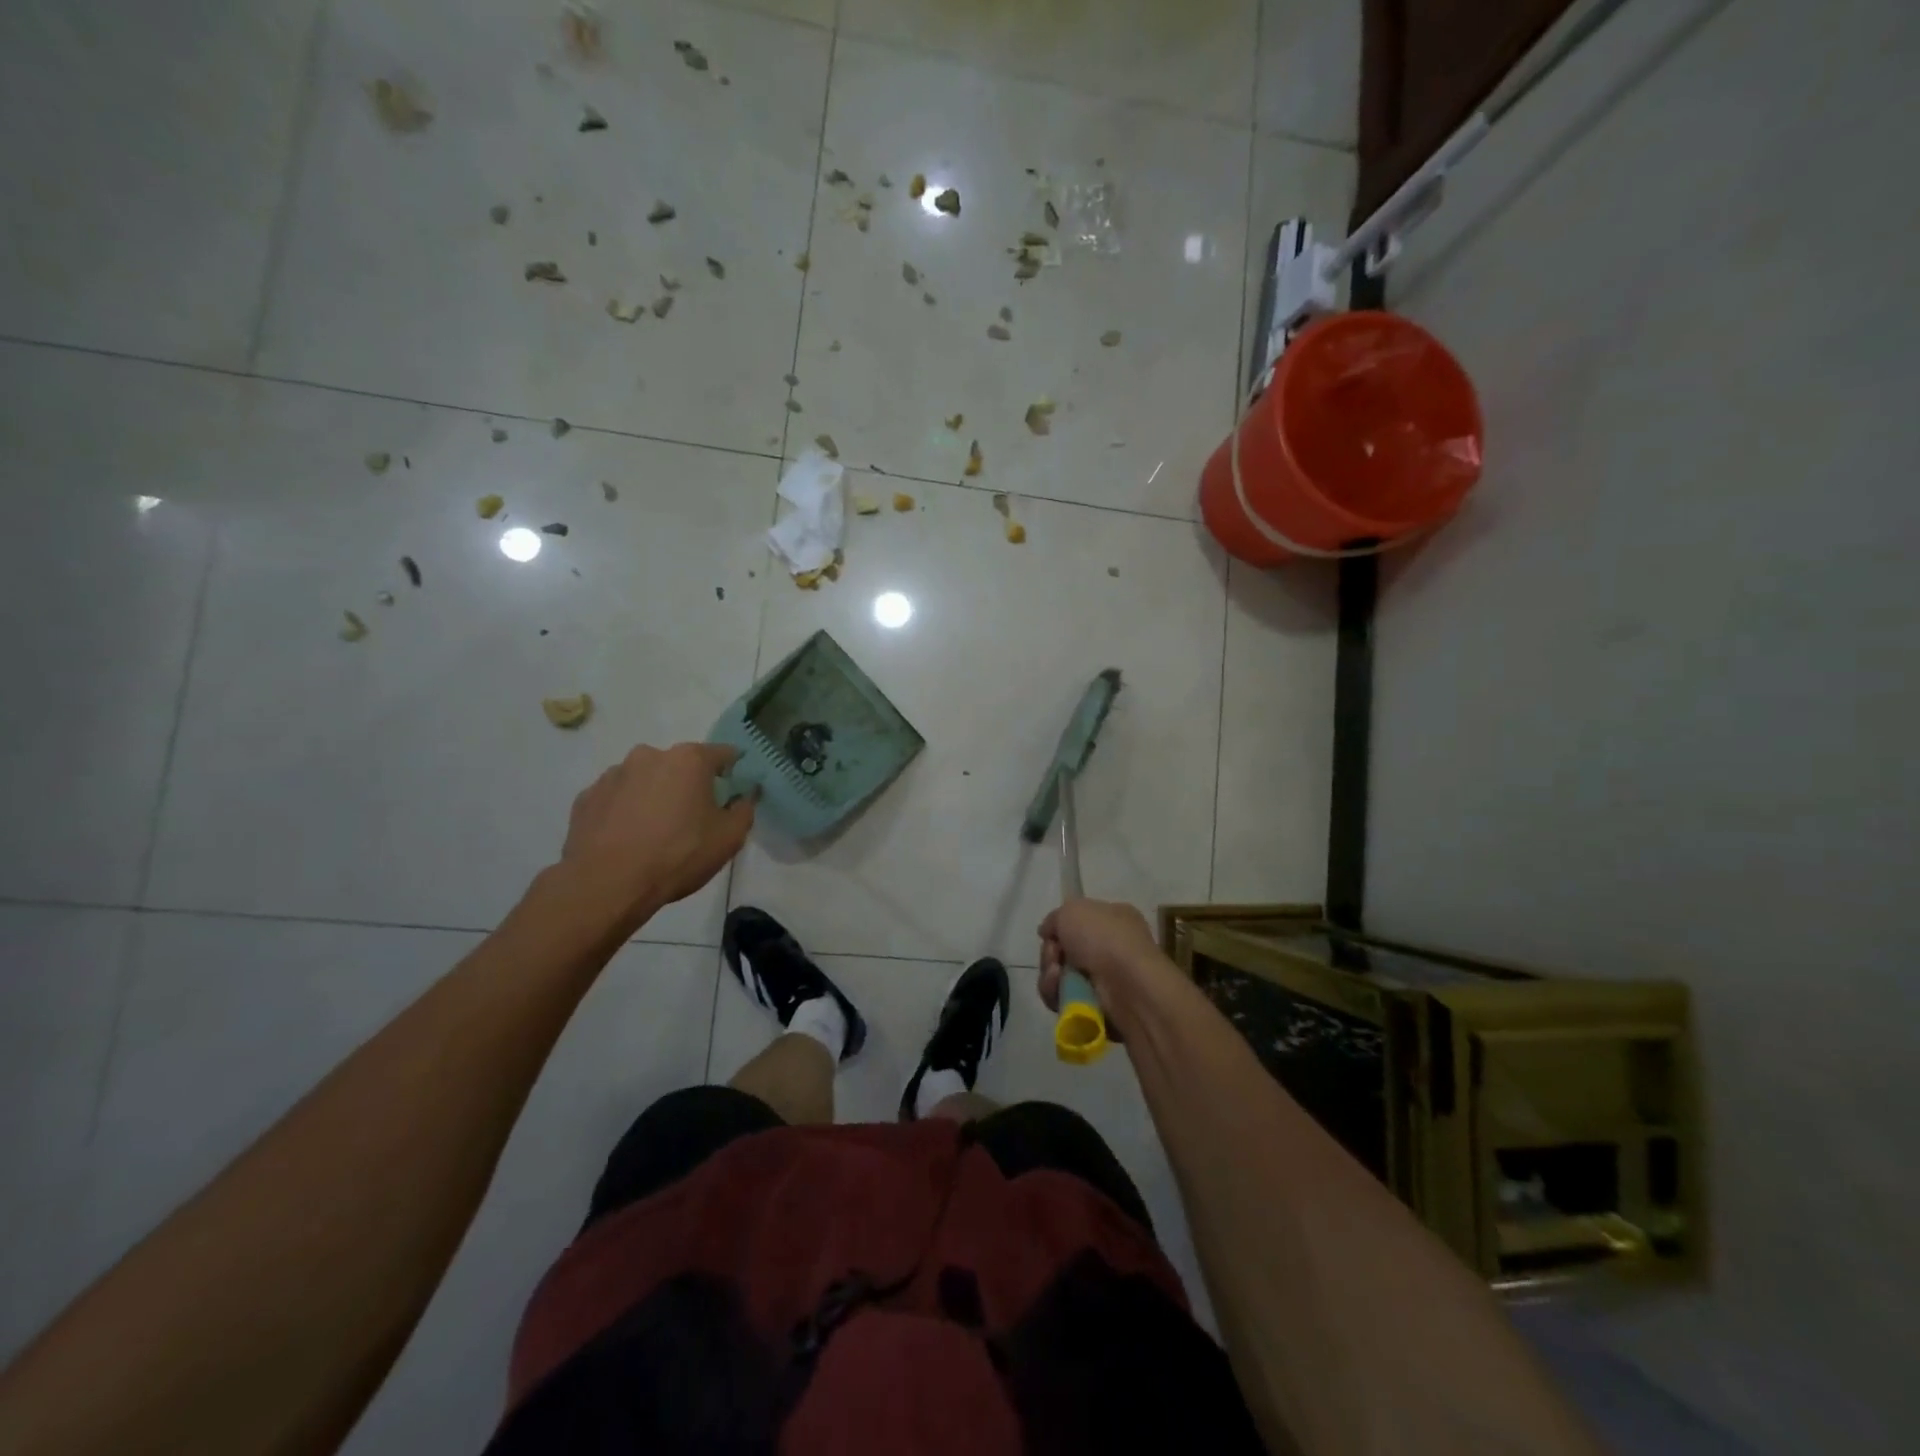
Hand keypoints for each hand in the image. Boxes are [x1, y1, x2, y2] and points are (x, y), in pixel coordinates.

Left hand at [561, 742, 754, 914]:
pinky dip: (625, 811)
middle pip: (680, 765)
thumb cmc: (678, 855)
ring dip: (654, 796)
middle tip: (693, 819)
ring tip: (654, 833)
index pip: (723, 754)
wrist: (607, 884)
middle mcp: (649, 756)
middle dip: (689, 785)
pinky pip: (617, 798)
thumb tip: (745, 796)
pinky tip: (628, 839)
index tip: (732, 794)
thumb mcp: (729, 838)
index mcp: (689, 760)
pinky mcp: (587, 797)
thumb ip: (745, 809)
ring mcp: (613, 774)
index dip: (732, 772)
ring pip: (646, 779)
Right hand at [1037, 898, 1172, 1037]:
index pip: (1078, 922)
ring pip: (1060, 976)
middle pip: (1064, 951)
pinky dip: (1057, 995)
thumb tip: (1048, 932)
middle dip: (1051, 954)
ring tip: (1056, 976)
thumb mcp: (1072, 911)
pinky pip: (1064, 999)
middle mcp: (1111, 948)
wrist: (1128, 985)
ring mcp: (1106, 979)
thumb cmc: (1104, 939)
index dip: (1060, 928)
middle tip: (1054, 956)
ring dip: (1050, 975)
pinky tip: (1061, 992)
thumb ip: (1055, 918)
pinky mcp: (1097, 1007)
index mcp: (1113, 919)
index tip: (1049, 935)